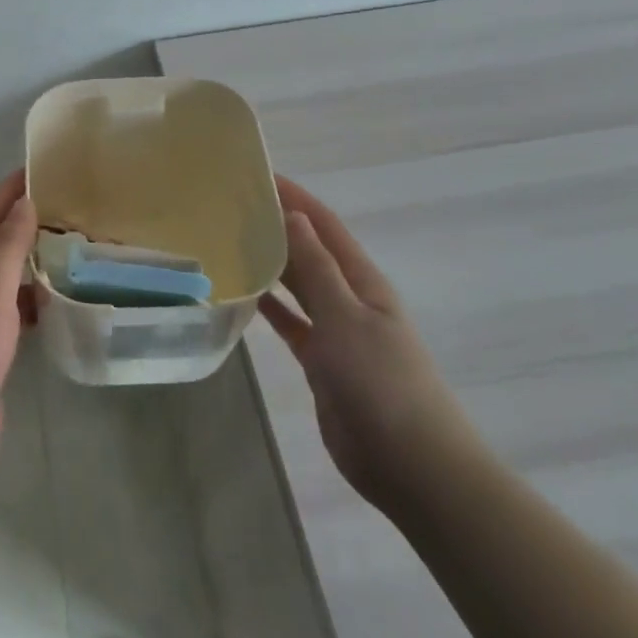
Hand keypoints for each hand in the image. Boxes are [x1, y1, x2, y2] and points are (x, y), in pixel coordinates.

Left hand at [0, 170, 36, 479]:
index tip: (38, 170)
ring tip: (70, 250)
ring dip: (30, 264)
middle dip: (24, 226)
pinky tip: (57, 304)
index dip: (8, 193)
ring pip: (3, 281)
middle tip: (67, 209)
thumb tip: (23, 204)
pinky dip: (32, 304)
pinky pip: (11, 315)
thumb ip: (6, 248)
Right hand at [259, 176, 483, 512]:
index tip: (257, 172)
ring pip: (297, 285)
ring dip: (269, 262)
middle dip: (276, 224)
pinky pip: (289, 322)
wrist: (410, 465)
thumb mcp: (346, 318)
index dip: (294, 196)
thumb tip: (294, 215)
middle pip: (308, 250)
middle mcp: (349, 298)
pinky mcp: (321, 361)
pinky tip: (241, 293)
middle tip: (229, 205)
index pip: (324, 225)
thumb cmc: (382, 383)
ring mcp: (336, 331)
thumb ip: (317, 268)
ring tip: (227, 240)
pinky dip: (268, 306)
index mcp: (362, 281)